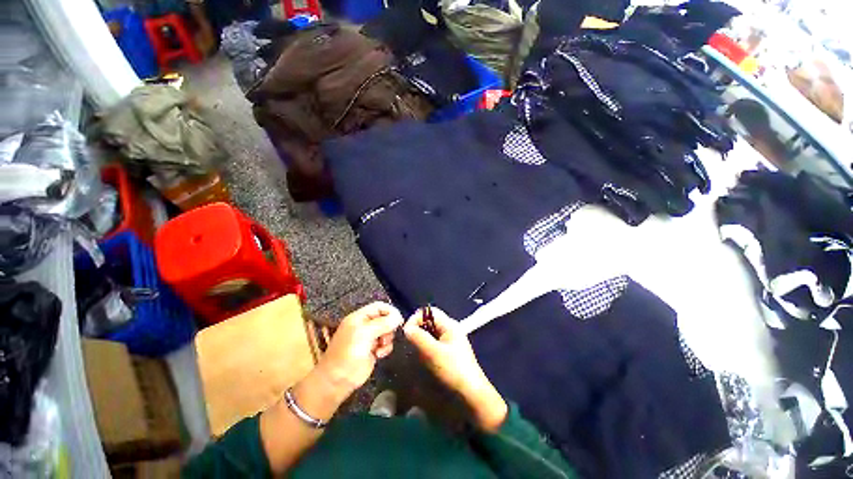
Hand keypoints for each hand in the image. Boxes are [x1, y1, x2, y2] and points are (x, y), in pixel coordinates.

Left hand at [314, 302, 403, 399]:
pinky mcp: (372, 350)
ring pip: (387, 331)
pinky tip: (379, 354)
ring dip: (388, 339)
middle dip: (389, 327)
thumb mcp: (365, 333)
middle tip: (386, 336)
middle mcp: (365, 325)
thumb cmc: (348, 353)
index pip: (379, 306)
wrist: (338, 380)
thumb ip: (383, 323)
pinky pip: (386, 344)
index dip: (390, 311)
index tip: (399, 320)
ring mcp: (369, 338)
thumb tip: (399, 317)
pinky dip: (386, 348)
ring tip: (381, 346)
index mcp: (360, 317)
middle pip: (385, 318)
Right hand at [404, 307, 507, 431]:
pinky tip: (419, 359)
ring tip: (411, 352)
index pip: (429, 311)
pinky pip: (432, 345)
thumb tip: (406, 329)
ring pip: (429, 334)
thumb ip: (419, 337)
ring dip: (419, 340)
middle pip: (429, 322)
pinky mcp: (447, 354)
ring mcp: (449, 342)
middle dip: (416, 330)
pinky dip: (424, 349)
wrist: (472, 396)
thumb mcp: (434, 352)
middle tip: (407, 343)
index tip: (406, 333)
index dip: (416, 318)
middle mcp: (449, 330)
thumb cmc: (453, 370)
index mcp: (449, 325)